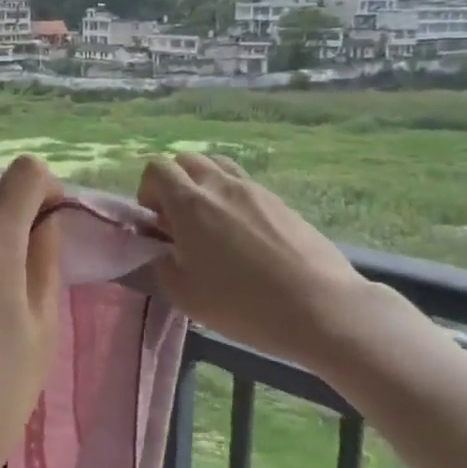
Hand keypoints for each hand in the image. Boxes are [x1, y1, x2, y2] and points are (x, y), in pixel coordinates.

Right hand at [137, 153, 372, 367]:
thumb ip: (162, 264)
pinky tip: (243, 235)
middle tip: (179, 220)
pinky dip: (233, 198)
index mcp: (190, 203)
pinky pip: (246, 186)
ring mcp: (255, 190)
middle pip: (187, 160)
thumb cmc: (242, 303)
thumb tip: (163, 249)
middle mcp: (221, 186)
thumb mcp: (184, 294)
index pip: (157, 168)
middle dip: (174, 182)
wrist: (319, 307)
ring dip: (205, 184)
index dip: (148, 189)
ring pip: (219, 166)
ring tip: (210, 221)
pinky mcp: (281, 202)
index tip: (155, 220)